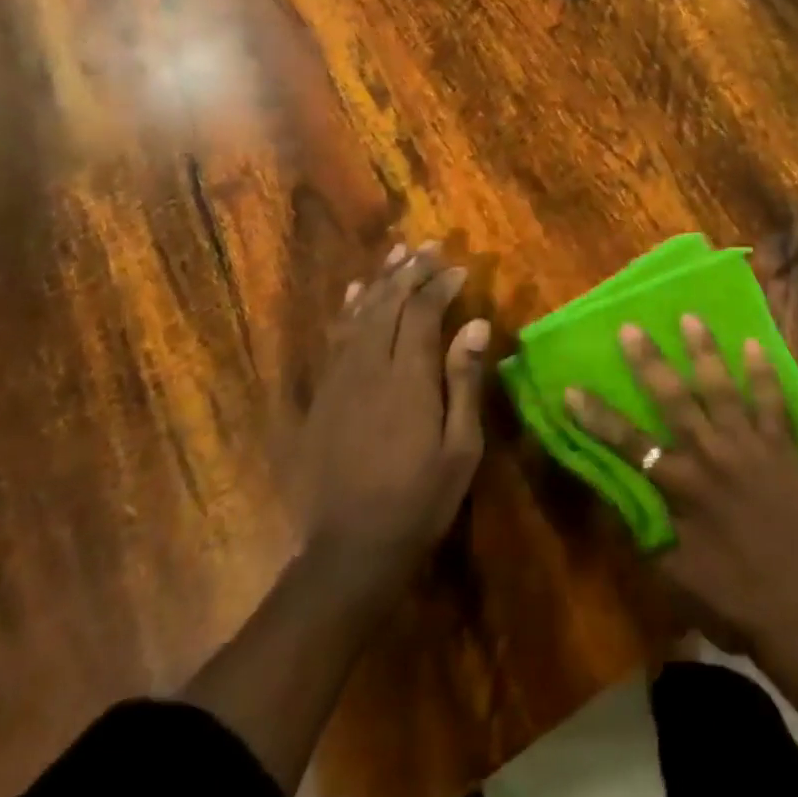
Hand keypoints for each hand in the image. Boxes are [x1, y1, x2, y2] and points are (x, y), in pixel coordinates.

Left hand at [289, 242, 488, 615]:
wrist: (350, 550)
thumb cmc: (420, 499)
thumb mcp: (460, 447)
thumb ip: (464, 381)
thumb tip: (474, 324)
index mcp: (407, 378)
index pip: (422, 313)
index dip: (440, 285)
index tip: (460, 268)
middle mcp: (369, 367)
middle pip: (388, 304)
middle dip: (411, 271)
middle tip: (431, 246)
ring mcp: (340, 380)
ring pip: (359, 314)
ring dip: (381, 280)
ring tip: (397, 252)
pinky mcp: (322, 396)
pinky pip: (335, 338)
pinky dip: (348, 309)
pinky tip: (356, 292)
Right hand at [567, 317, 797, 655]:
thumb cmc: (730, 597)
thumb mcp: (672, 574)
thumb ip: (641, 529)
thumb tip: (611, 494)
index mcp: (681, 487)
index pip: (628, 444)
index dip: (597, 417)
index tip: (571, 388)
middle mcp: (711, 455)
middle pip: (673, 399)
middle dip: (648, 362)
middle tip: (631, 326)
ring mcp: (750, 446)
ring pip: (721, 388)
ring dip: (703, 351)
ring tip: (690, 316)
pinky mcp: (783, 448)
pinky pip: (772, 401)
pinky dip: (763, 372)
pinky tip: (754, 344)